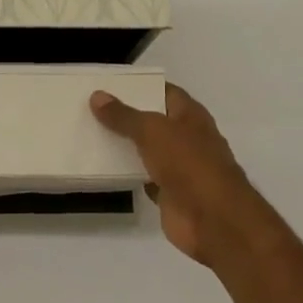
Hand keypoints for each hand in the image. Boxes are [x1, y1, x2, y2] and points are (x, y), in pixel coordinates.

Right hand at [91, 83, 290, 269]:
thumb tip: (97, 96)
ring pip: (147, 151)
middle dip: (127, 116)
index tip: (110, 84)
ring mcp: (180, 168)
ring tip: (90, 134)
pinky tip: (103, 169)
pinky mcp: (170, 194)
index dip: (141, 87)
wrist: (213, 219)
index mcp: (191, 116)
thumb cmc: (189, 164)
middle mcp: (187, 138)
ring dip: (125, 146)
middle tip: (91, 108)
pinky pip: (144, 178)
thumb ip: (124, 116)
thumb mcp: (152, 131)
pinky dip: (128, 175)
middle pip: (154, 122)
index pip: (165, 92)